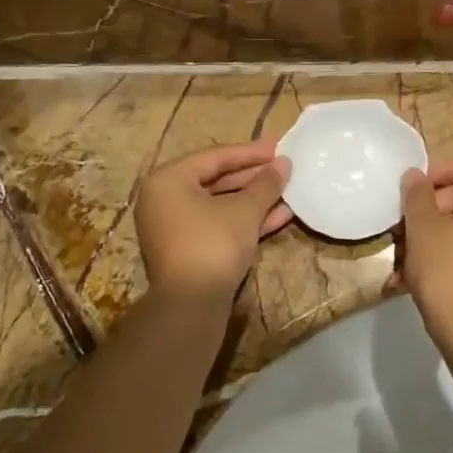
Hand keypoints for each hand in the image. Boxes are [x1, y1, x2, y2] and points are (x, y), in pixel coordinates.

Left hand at [136, 140, 292, 302]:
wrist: (191, 304)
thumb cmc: (213, 244)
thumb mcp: (244, 211)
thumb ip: (265, 184)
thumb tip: (284, 164)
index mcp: (168, 180)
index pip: (214, 157)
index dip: (250, 153)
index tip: (279, 147)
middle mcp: (165, 199)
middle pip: (216, 180)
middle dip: (254, 177)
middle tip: (284, 168)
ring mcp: (174, 226)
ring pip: (220, 205)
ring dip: (254, 200)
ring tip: (288, 192)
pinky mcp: (187, 249)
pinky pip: (218, 224)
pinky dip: (244, 220)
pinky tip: (279, 216)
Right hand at [398, 150, 452, 342]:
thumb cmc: (447, 270)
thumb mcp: (422, 227)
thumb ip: (417, 194)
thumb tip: (415, 176)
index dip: (446, 166)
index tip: (420, 189)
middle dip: (435, 203)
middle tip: (407, 223)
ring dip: (436, 230)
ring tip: (404, 252)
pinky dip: (449, 250)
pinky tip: (415, 273)